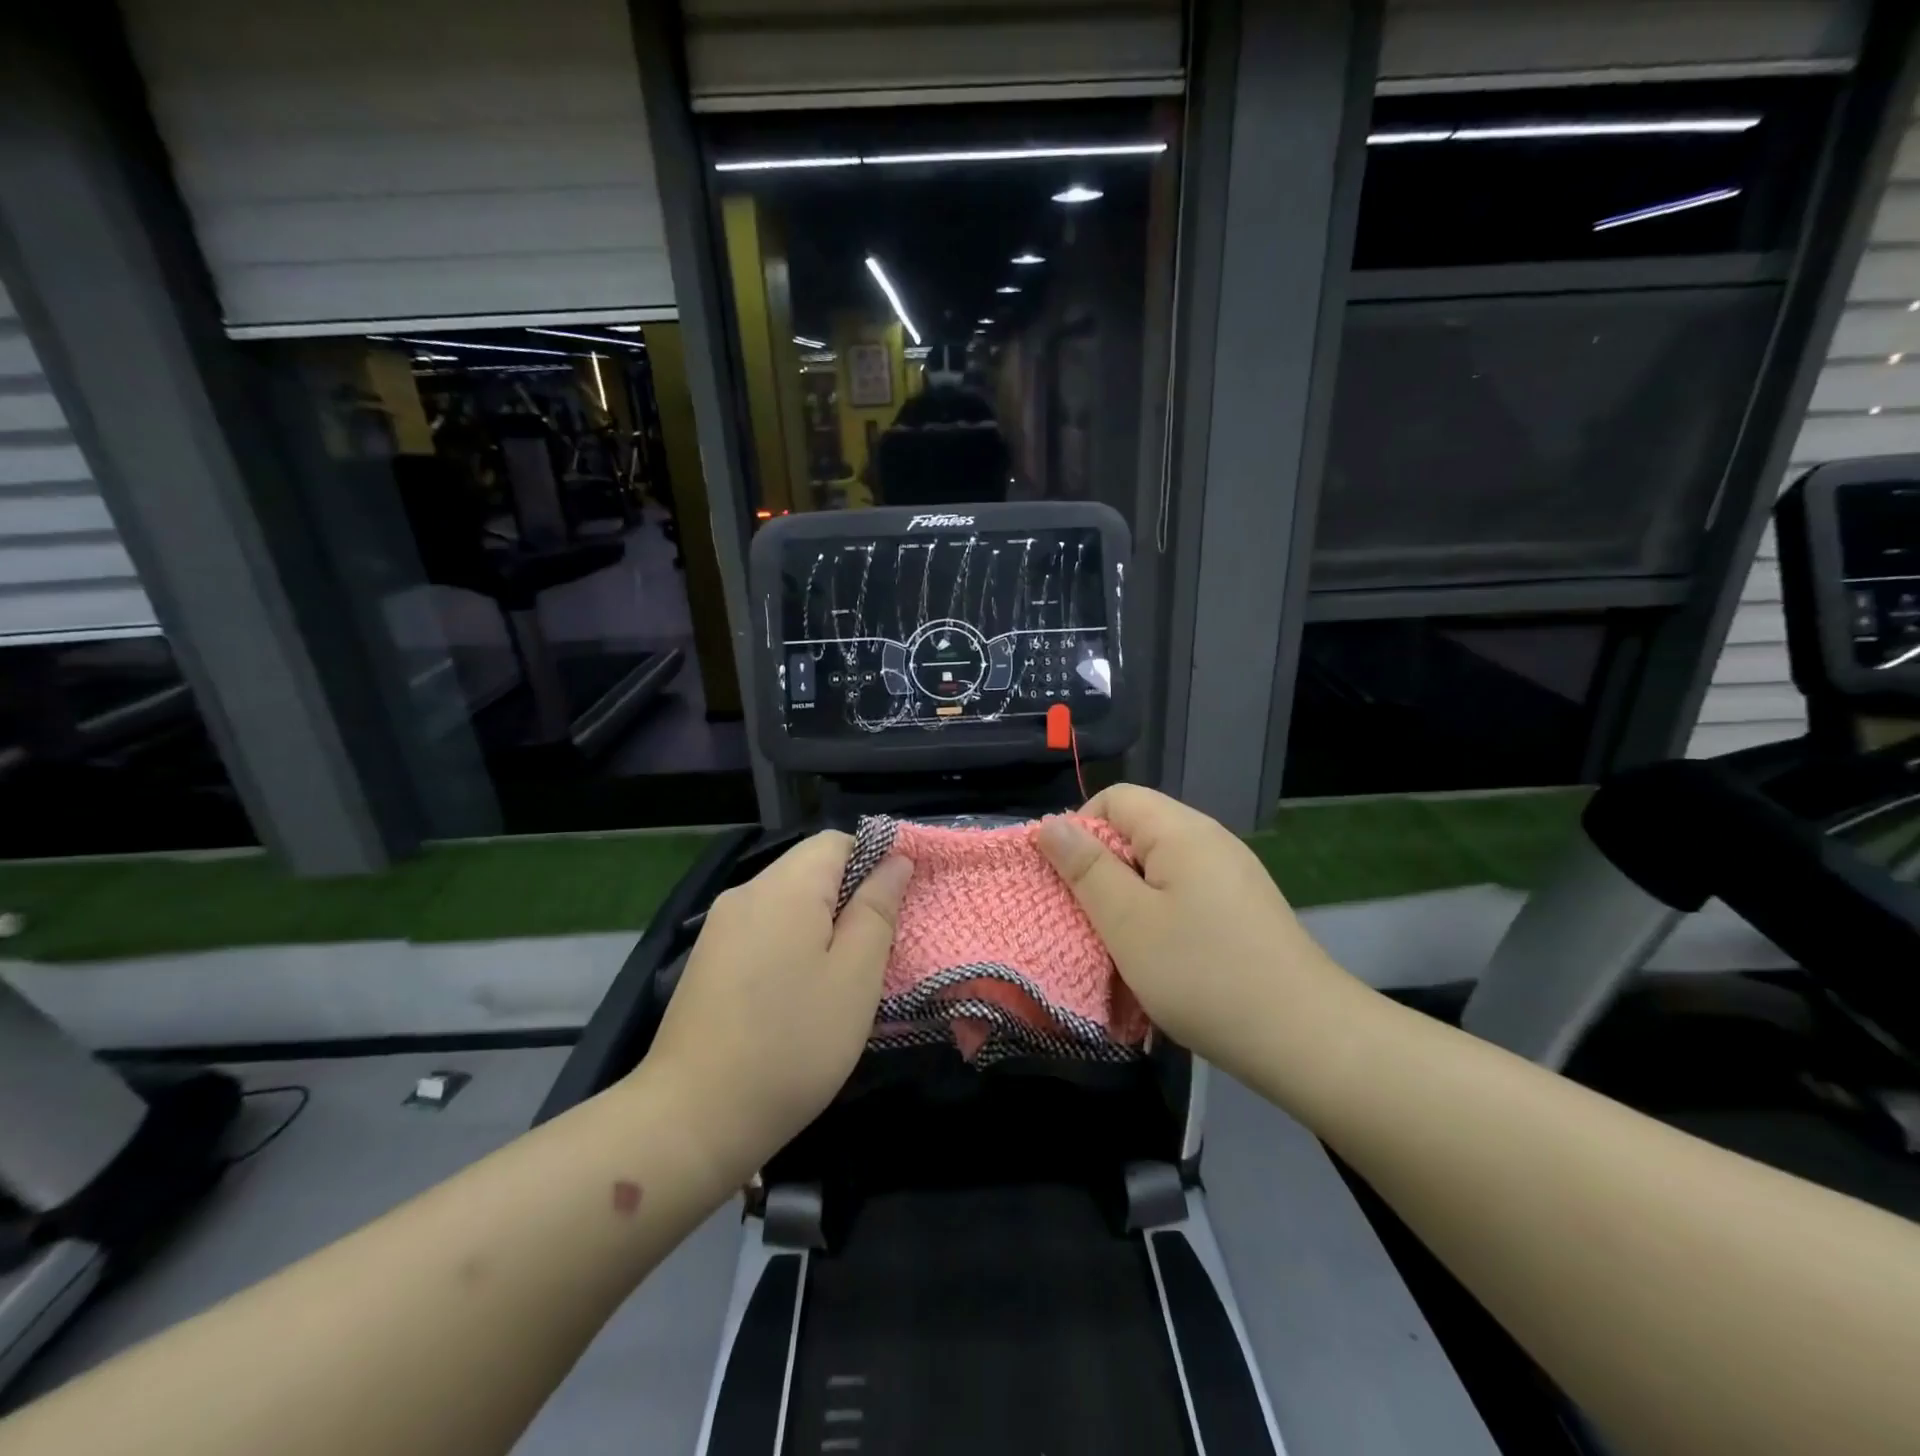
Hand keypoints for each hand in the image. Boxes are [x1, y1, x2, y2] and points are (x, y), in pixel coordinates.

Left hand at [638, 832, 910, 1181]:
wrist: (692, 1120)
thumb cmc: (792, 1044)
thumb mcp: (855, 977)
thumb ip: (878, 909)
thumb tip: (895, 861)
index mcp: (784, 887)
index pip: (838, 841)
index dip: (876, 861)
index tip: (900, 906)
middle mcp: (746, 893)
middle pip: (811, 868)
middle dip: (851, 897)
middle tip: (879, 948)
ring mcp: (720, 927)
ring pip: (788, 901)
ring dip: (823, 924)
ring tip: (845, 975)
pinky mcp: (708, 960)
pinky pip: (764, 929)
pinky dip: (793, 943)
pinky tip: (801, 991)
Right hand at [1036, 785, 1364, 1089]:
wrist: (1305, 1038)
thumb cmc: (1202, 975)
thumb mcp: (1127, 922)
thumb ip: (1086, 868)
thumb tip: (1051, 824)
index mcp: (1182, 831)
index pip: (1115, 798)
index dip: (1080, 829)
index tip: (1068, 881)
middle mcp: (1210, 840)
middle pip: (1138, 829)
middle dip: (1102, 867)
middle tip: (1089, 918)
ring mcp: (1232, 874)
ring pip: (1159, 865)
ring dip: (1129, 896)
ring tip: (1121, 942)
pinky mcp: (1243, 907)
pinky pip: (1185, 891)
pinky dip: (1160, 913)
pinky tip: (1162, 955)